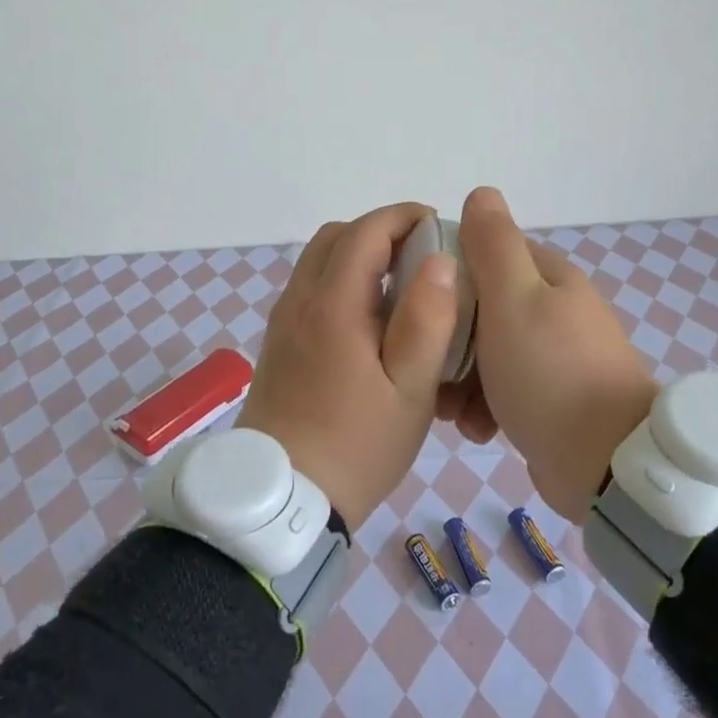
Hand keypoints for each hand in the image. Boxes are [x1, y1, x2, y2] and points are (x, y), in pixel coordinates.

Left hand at [238, 203, 461, 528]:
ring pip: (319, 262)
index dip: (403, 217)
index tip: (437, 225)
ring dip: (359, 257)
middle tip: (421, 258)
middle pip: (336, 237)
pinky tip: (370, 323)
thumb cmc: (357, 446)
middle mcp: (300, 301)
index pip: (365, 231)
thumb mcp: (410, 391)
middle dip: (380, 232)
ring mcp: (283, 322)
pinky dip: (341, 282)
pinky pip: (310, 290)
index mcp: (332, 305)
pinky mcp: (278, 344)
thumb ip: (427, 321)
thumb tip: (439, 260)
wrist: (280, 500)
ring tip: (400, 290)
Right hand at [442, 186, 658, 520]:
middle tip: (428, 367)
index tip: (417, 302)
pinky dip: (485, 408)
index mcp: (548, 277)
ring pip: (487, 355)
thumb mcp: (515, 299)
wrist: (606, 463)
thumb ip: (494, 245)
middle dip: (449, 341)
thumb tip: (482, 193)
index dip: (446, 274)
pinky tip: (477, 431)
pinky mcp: (552, 399)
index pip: (484, 255)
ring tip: (450, 411)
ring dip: (461, 381)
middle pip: (481, 310)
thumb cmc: (550, 373)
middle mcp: (553, 310)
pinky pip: (504, 391)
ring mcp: (555, 357)